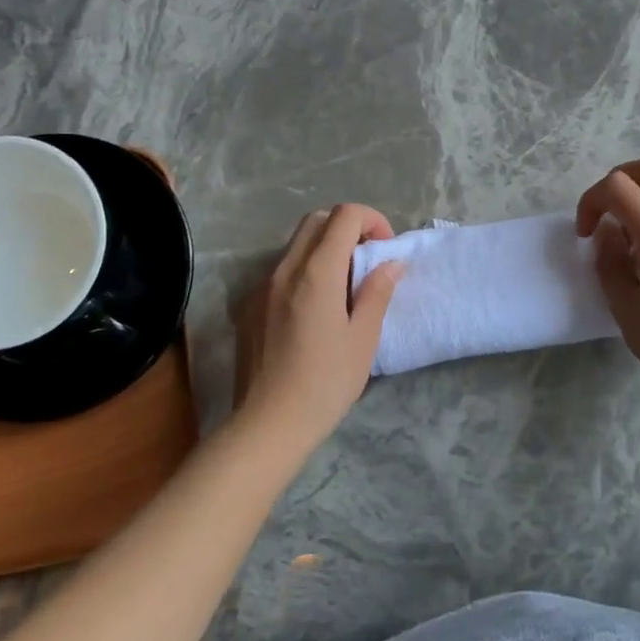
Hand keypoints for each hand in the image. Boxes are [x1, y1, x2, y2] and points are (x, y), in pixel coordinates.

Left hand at [232, 205, 403, 447]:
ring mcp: (261, 287)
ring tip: (344, 287)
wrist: (267, 425)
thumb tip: (390, 263)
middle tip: (367, 260)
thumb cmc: (325, 383)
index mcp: (317, 273)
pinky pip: (280, 271)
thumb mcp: (363, 339)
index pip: (344, 215)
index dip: (371, 220)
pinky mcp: (248, 307)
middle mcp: (284, 269)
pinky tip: (314, 311)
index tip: (385, 250)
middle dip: (347, 228)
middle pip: (316, 221)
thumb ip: (377, 293)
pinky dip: (304, 271)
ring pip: (296, 245)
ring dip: (325, 249)